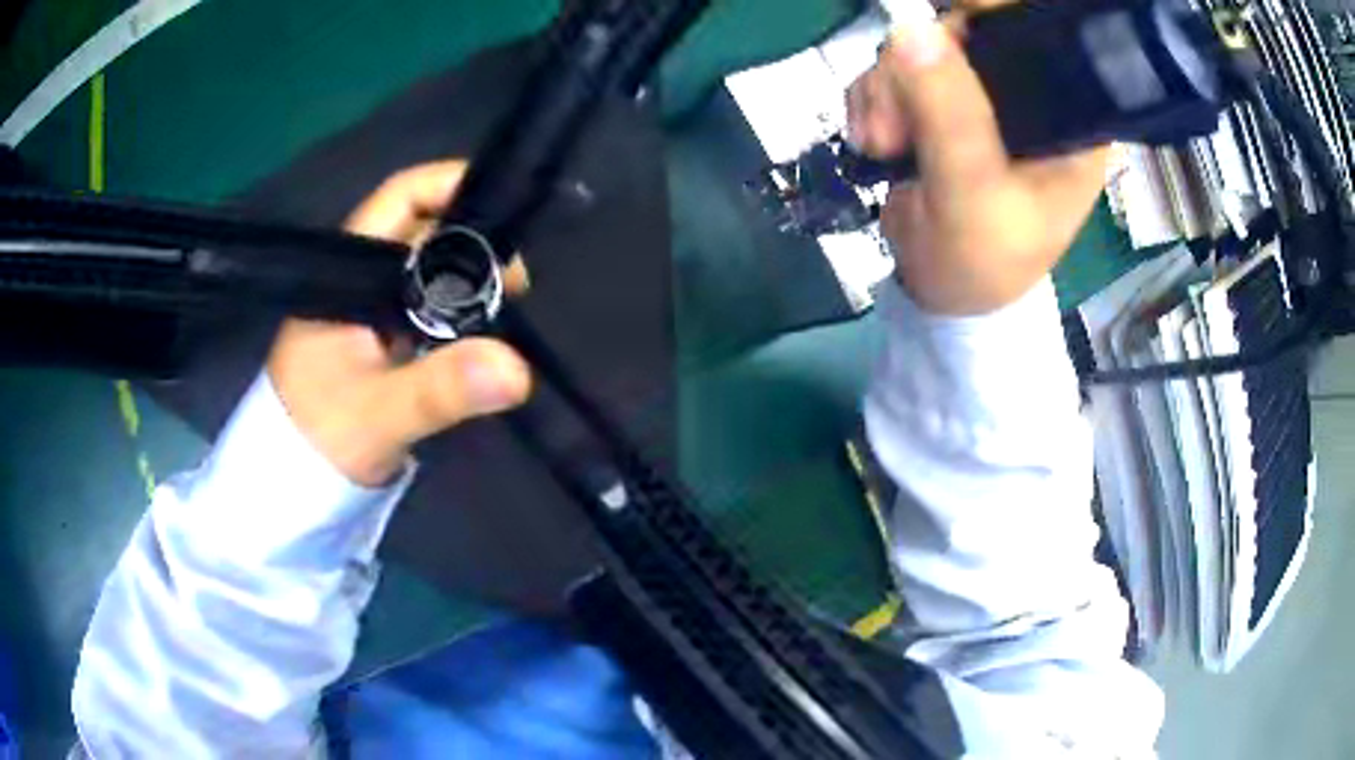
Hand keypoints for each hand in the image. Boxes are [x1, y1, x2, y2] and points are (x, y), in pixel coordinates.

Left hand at [267, 161, 531, 486]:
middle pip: (423, 233)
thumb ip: (439, 390)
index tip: (503, 204)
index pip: (398, 201)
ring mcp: (371, 309)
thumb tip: (516, 369)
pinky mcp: (382, 339)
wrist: (293, 487)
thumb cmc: (319, 439)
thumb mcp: (378, 415)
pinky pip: (429, 307)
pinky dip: (459, 311)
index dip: (447, 186)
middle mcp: (359, 279)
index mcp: (345, 273)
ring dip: (471, 281)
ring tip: (511, 306)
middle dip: (474, 244)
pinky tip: (485, 329)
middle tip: (517, 283)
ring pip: (429, 272)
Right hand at [846, 10, 1106, 315]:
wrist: (942, 295)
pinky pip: (893, 70)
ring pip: (919, 49)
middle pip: (966, 32)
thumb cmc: (984, 262)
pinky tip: (875, 139)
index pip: (1040, 37)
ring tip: (884, 143)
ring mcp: (978, 94)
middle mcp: (1028, 95)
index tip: (949, 36)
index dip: (991, 20)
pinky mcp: (938, 102)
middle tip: (899, 124)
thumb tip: (912, 30)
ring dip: (886, 90)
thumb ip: (951, 117)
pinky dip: (872, 99)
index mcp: (1067, 116)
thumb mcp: (974, 196)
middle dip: (920, 67)